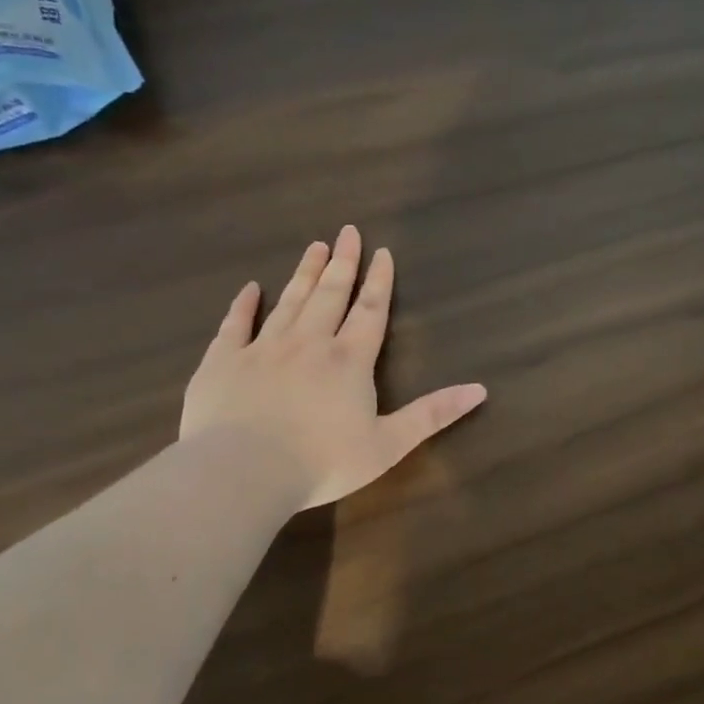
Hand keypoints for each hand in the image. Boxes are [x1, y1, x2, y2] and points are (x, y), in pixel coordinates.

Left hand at [181, 225, 486, 507]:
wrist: (242, 471)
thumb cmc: (323, 462)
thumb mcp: (389, 444)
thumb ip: (433, 414)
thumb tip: (480, 389)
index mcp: (349, 361)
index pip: (370, 311)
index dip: (379, 281)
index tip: (382, 251)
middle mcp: (308, 343)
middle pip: (329, 295)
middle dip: (342, 263)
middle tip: (347, 231)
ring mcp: (262, 349)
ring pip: (288, 302)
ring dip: (304, 274)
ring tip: (314, 247)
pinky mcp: (223, 362)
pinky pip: (235, 325)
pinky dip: (243, 305)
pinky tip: (249, 288)